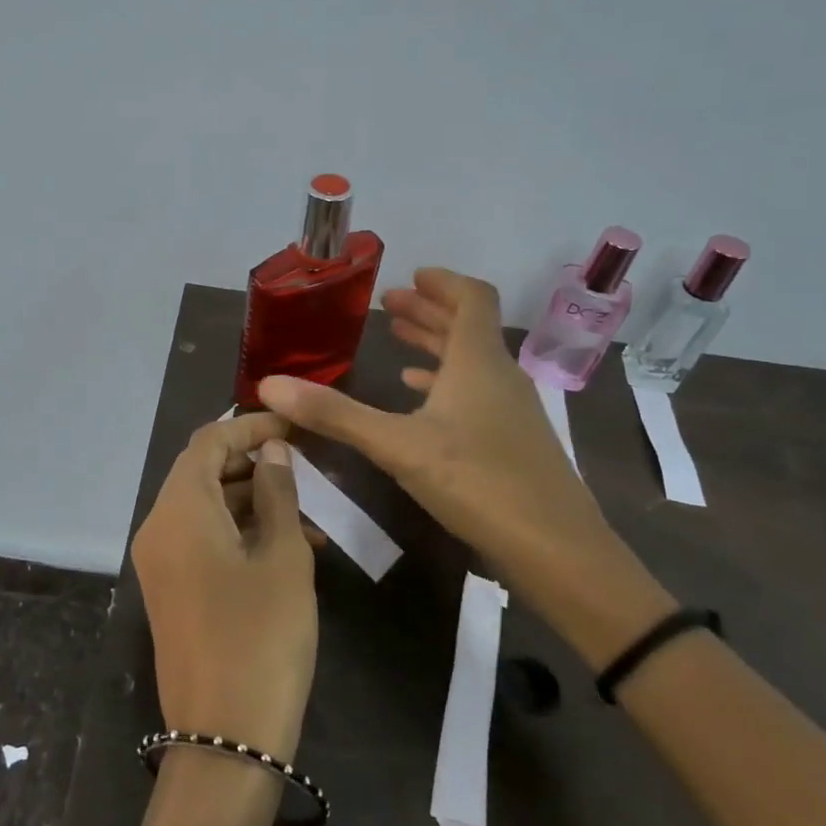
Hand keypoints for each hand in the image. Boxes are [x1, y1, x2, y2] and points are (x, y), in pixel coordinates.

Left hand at [132, 412, 318, 761]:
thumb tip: (273, 451)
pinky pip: (202, 539)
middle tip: (305, 465)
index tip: (296, 426)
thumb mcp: (283, 558)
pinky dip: (239, 531)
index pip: (209, 442)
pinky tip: (287, 547)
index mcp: (179, 510)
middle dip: (253, 462)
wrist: (224, 740)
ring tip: (309, 515)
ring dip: (252, 500)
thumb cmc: (262, 638)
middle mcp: (158, 527)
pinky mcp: (170, 590)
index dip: (252, 426)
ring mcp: (160, 562)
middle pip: (202, 471)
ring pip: (205, 507)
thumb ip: (278, 493)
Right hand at [257, 268, 671, 662]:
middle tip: (391, 305)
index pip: (471, 298)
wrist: (556, 549)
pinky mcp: (513, 441)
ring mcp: (511, 410)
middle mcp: (499, 375)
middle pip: (467, 327)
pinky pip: (476, 394)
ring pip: (471, 362)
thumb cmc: (478, 482)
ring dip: (436, 347)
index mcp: (477, 361)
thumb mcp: (397, 445)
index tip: (411, 276)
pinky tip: (422, 400)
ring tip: (399, 344)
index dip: (442, 282)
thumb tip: (269, 385)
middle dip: (429, 312)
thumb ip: (334, 414)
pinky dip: (446, 385)